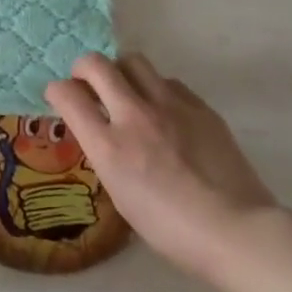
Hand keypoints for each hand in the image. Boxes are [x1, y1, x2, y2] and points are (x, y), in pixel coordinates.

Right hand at [45, 53, 278, 280]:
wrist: (235, 229)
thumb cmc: (169, 227)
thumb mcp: (119, 193)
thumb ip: (105, 153)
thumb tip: (101, 132)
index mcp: (108, 146)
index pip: (66, 94)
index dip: (57, 91)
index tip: (60, 99)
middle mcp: (134, 116)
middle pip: (96, 65)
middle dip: (83, 69)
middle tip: (88, 85)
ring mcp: (170, 107)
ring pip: (133, 61)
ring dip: (120, 72)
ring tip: (127, 92)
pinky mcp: (200, 107)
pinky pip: (168, 82)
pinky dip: (156, 89)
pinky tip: (164, 112)